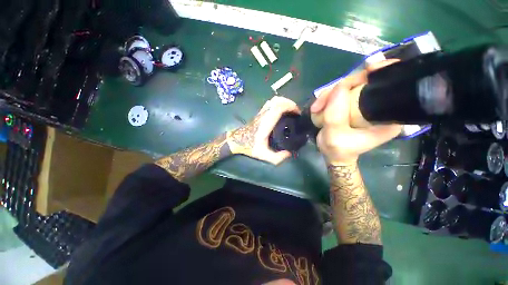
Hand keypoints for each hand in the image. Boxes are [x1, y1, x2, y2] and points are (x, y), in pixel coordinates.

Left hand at [227, 96, 300, 164]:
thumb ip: (276, 158)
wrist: (237, 140)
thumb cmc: (249, 146)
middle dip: (290, 103)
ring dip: (284, 102)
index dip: (290, 107)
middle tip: (296, 112)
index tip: (298, 113)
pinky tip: (282, 112)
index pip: (278, 108)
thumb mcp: (263, 155)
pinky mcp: (260, 113)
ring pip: (273, 100)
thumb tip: (289, 154)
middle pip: (277, 100)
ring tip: (291, 111)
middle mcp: (264, 115)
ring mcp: (261, 113)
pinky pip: (270, 104)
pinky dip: (279, 104)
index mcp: (266, 123)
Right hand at [311, 60, 401, 164]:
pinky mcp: (351, 104)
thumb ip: (336, 114)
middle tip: (320, 104)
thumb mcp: (336, 135)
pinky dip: (326, 99)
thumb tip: (337, 89)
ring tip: (316, 109)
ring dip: (328, 96)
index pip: (389, 87)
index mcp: (386, 116)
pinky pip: (338, 94)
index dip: (381, 73)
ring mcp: (362, 104)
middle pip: (362, 83)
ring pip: (346, 87)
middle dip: (339, 89)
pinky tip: (318, 109)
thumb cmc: (339, 149)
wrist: (334, 154)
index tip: (370, 68)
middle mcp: (378, 106)